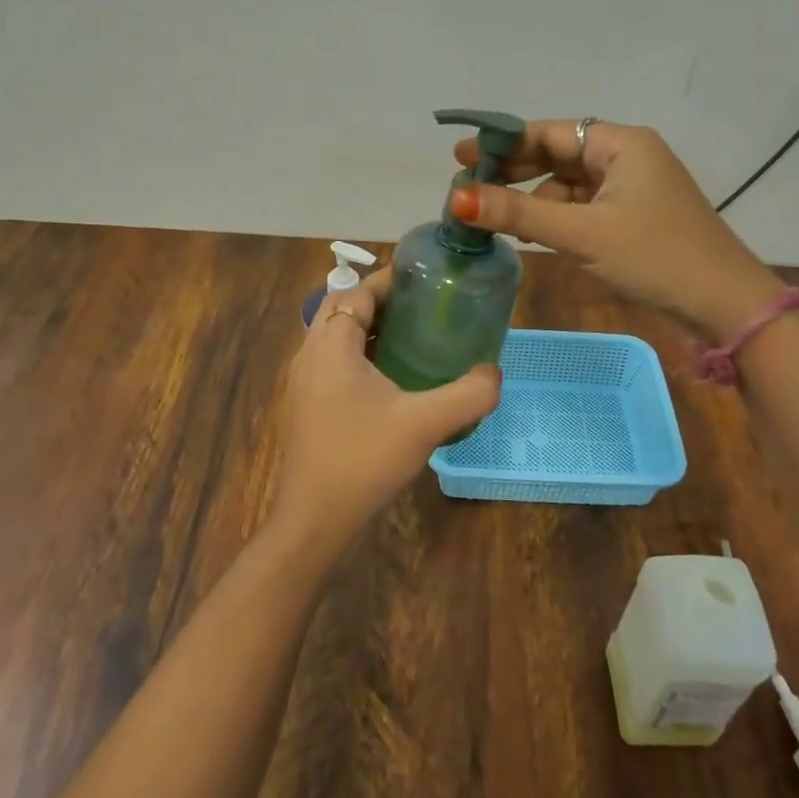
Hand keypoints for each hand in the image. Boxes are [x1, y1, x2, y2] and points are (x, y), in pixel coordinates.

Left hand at [271, 267, 500, 556]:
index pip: (355, 292)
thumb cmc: (364, 460)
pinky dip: (357, 354)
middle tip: (420, 305)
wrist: (315, 520)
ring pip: (333, 336)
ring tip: (410, 334)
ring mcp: (302, 382)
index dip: (387, 280)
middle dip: (377, 300)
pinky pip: (331, 362)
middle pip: (340, 308)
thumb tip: (495, 373)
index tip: (423, 277)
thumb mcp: (425, 424)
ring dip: (366, 327)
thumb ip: (468, 395)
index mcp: (331, 346)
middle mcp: (309, 354)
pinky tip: (390, 378)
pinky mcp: (305, 405)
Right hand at [450, 119, 782, 338]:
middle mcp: (627, 156)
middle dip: (514, 171)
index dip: (503, 144)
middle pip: (558, 155)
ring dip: (534, 198)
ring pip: (569, 183)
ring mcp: (633, 187)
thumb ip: (519, 214)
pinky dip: (556, 216)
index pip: (550, 133)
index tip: (461, 158)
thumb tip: (456, 199)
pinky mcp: (635, 215)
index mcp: (621, 144)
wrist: (724, 304)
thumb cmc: (655, 257)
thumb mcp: (582, 233)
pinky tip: (532, 233)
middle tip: (467, 186)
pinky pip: (584, 206)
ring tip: (494, 217)